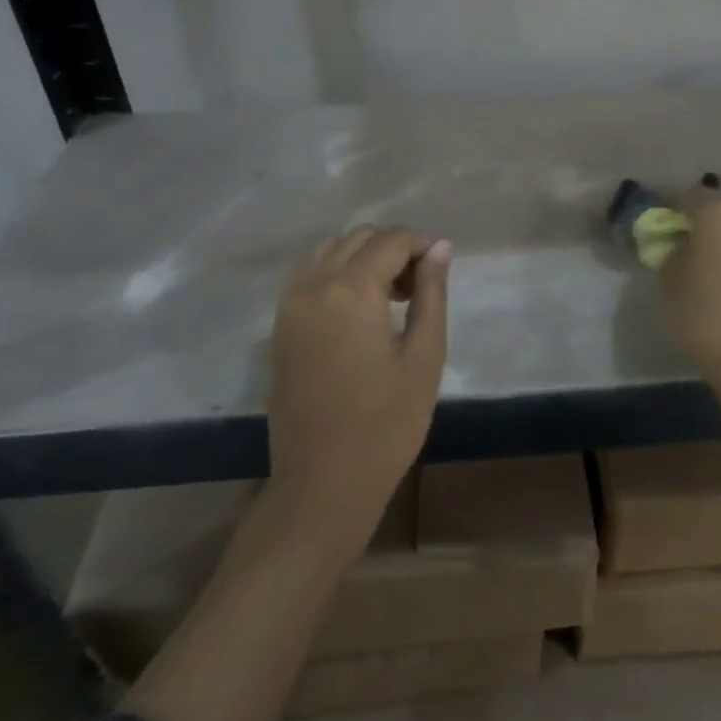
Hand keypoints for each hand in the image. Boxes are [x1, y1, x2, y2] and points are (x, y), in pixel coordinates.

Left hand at [266, 226, 450, 546]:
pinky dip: (337, 275)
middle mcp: (313, 286)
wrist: (323, 482)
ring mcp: (289, 306)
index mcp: (351, 291)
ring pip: (330, 252)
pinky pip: (309, 276)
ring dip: (364, 259)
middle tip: (419, 289)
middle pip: (358, 237)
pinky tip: (359, 311)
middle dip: (393, 249)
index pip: (391, 239)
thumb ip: (432, 294)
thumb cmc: (387, 424)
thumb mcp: (424, 357)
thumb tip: (440, 248)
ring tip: (390, 299)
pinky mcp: (279, 327)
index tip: (441, 269)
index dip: (422, 244)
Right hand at [660, 190, 720, 383]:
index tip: (664, 230)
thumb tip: (679, 246)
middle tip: (690, 245)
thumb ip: (671, 254)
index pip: (690, 196)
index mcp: (719, 213)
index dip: (674, 210)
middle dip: (707, 220)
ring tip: (714, 266)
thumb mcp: (669, 283)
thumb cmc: (704, 315)